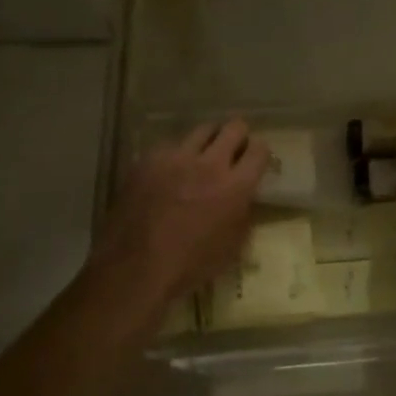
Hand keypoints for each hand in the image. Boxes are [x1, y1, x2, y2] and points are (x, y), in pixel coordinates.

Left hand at [92, 120, 268, 306]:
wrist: (135, 268)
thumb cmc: (190, 265)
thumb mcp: (233, 246)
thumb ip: (244, 212)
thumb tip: (244, 196)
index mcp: (235, 186)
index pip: (259, 149)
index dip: (260, 152)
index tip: (255, 159)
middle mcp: (209, 163)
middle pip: (233, 127)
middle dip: (238, 135)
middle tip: (233, 149)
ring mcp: (175, 158)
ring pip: (201, 130)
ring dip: (208, 141)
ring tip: (202, 156)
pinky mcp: (148, 160)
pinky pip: (169, 146)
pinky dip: (176, 156)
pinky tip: (169, 173)